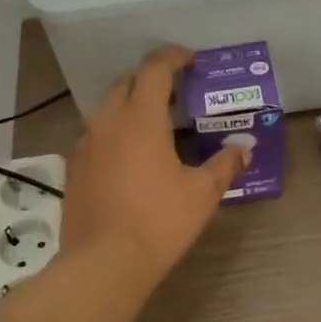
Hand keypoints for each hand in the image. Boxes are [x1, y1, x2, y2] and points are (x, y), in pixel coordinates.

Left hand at [61, 46, 247, 292]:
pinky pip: (96, 134)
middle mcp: (108, 122)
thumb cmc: (158, 222)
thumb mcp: (202, 194)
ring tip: (155, 123)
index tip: (189, 59)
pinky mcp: (75, 168)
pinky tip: (131, 156)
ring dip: (130, 104)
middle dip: (150, 78)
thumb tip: (245, 148)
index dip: (173, 57)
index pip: (154, 69)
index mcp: (141, 118)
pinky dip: (115, 131)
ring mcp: (86, 145)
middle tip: (176, 91)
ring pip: (107, 107)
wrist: (102, 264)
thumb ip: (225, 165)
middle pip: (126, 82)